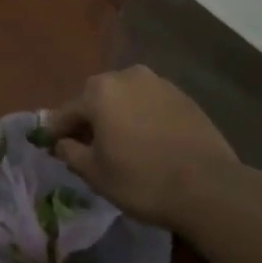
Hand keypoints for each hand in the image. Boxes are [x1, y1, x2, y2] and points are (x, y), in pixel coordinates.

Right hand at [47, 67, 240, 231]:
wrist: (208, 186)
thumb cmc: (142, 180)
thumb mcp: (96, 174)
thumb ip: (71, 152)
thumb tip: (61, 142)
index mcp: (99, 91)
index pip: (67, 111)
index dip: (57, 131)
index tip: (53, 146)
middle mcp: (126, 76)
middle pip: (97, 98)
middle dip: (89, 119)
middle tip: (89, 147)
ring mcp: (158, 82)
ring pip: (125, 97)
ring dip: (118, 115)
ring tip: (121, 143)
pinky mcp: (182, 95)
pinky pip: (150, 103)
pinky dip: (143, 116)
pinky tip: (148, 140)